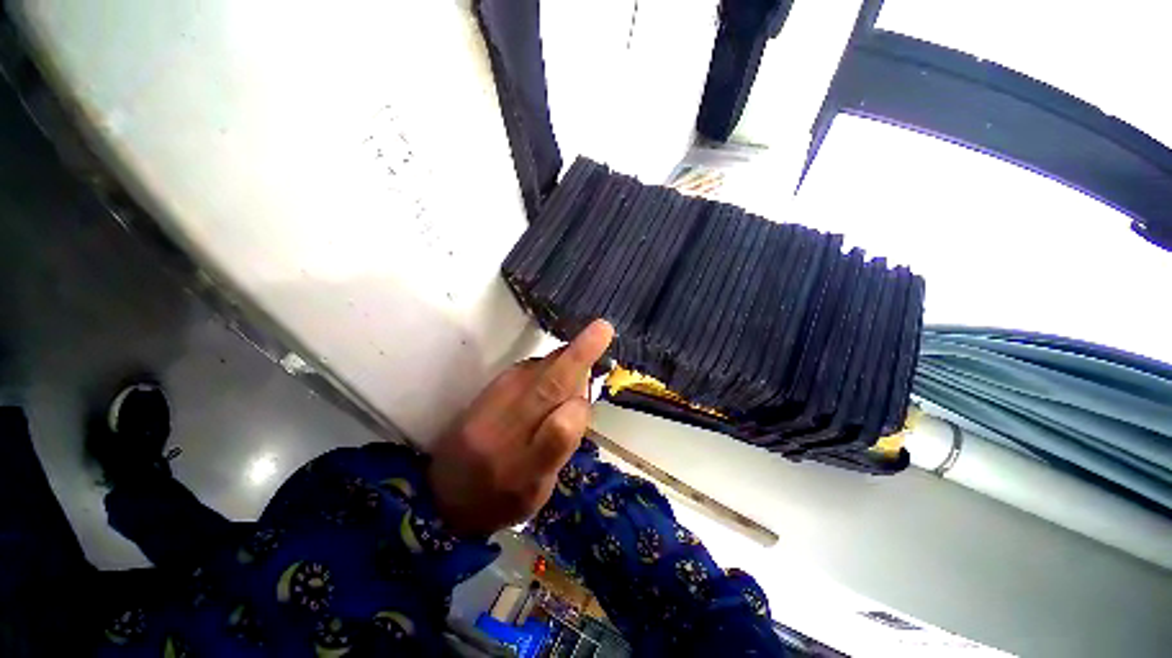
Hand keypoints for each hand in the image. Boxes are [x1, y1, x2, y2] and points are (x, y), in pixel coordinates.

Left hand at [428, 320, 614, 536]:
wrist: (441, 494)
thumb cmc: (500, 500)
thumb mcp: (539, 492)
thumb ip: (562, 446)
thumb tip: (581, 396)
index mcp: (524, 472)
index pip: (558, 433)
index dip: (577, 411)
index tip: (585, 402)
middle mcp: (505, 434)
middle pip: (546, 388)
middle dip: (577, 357)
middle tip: (602, 329)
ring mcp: (490, 406)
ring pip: (537, 371)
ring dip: (564, 360)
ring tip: (580, 359)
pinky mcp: (486, 389)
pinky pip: (526, 368)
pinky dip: (547, 365)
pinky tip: (554, 371)